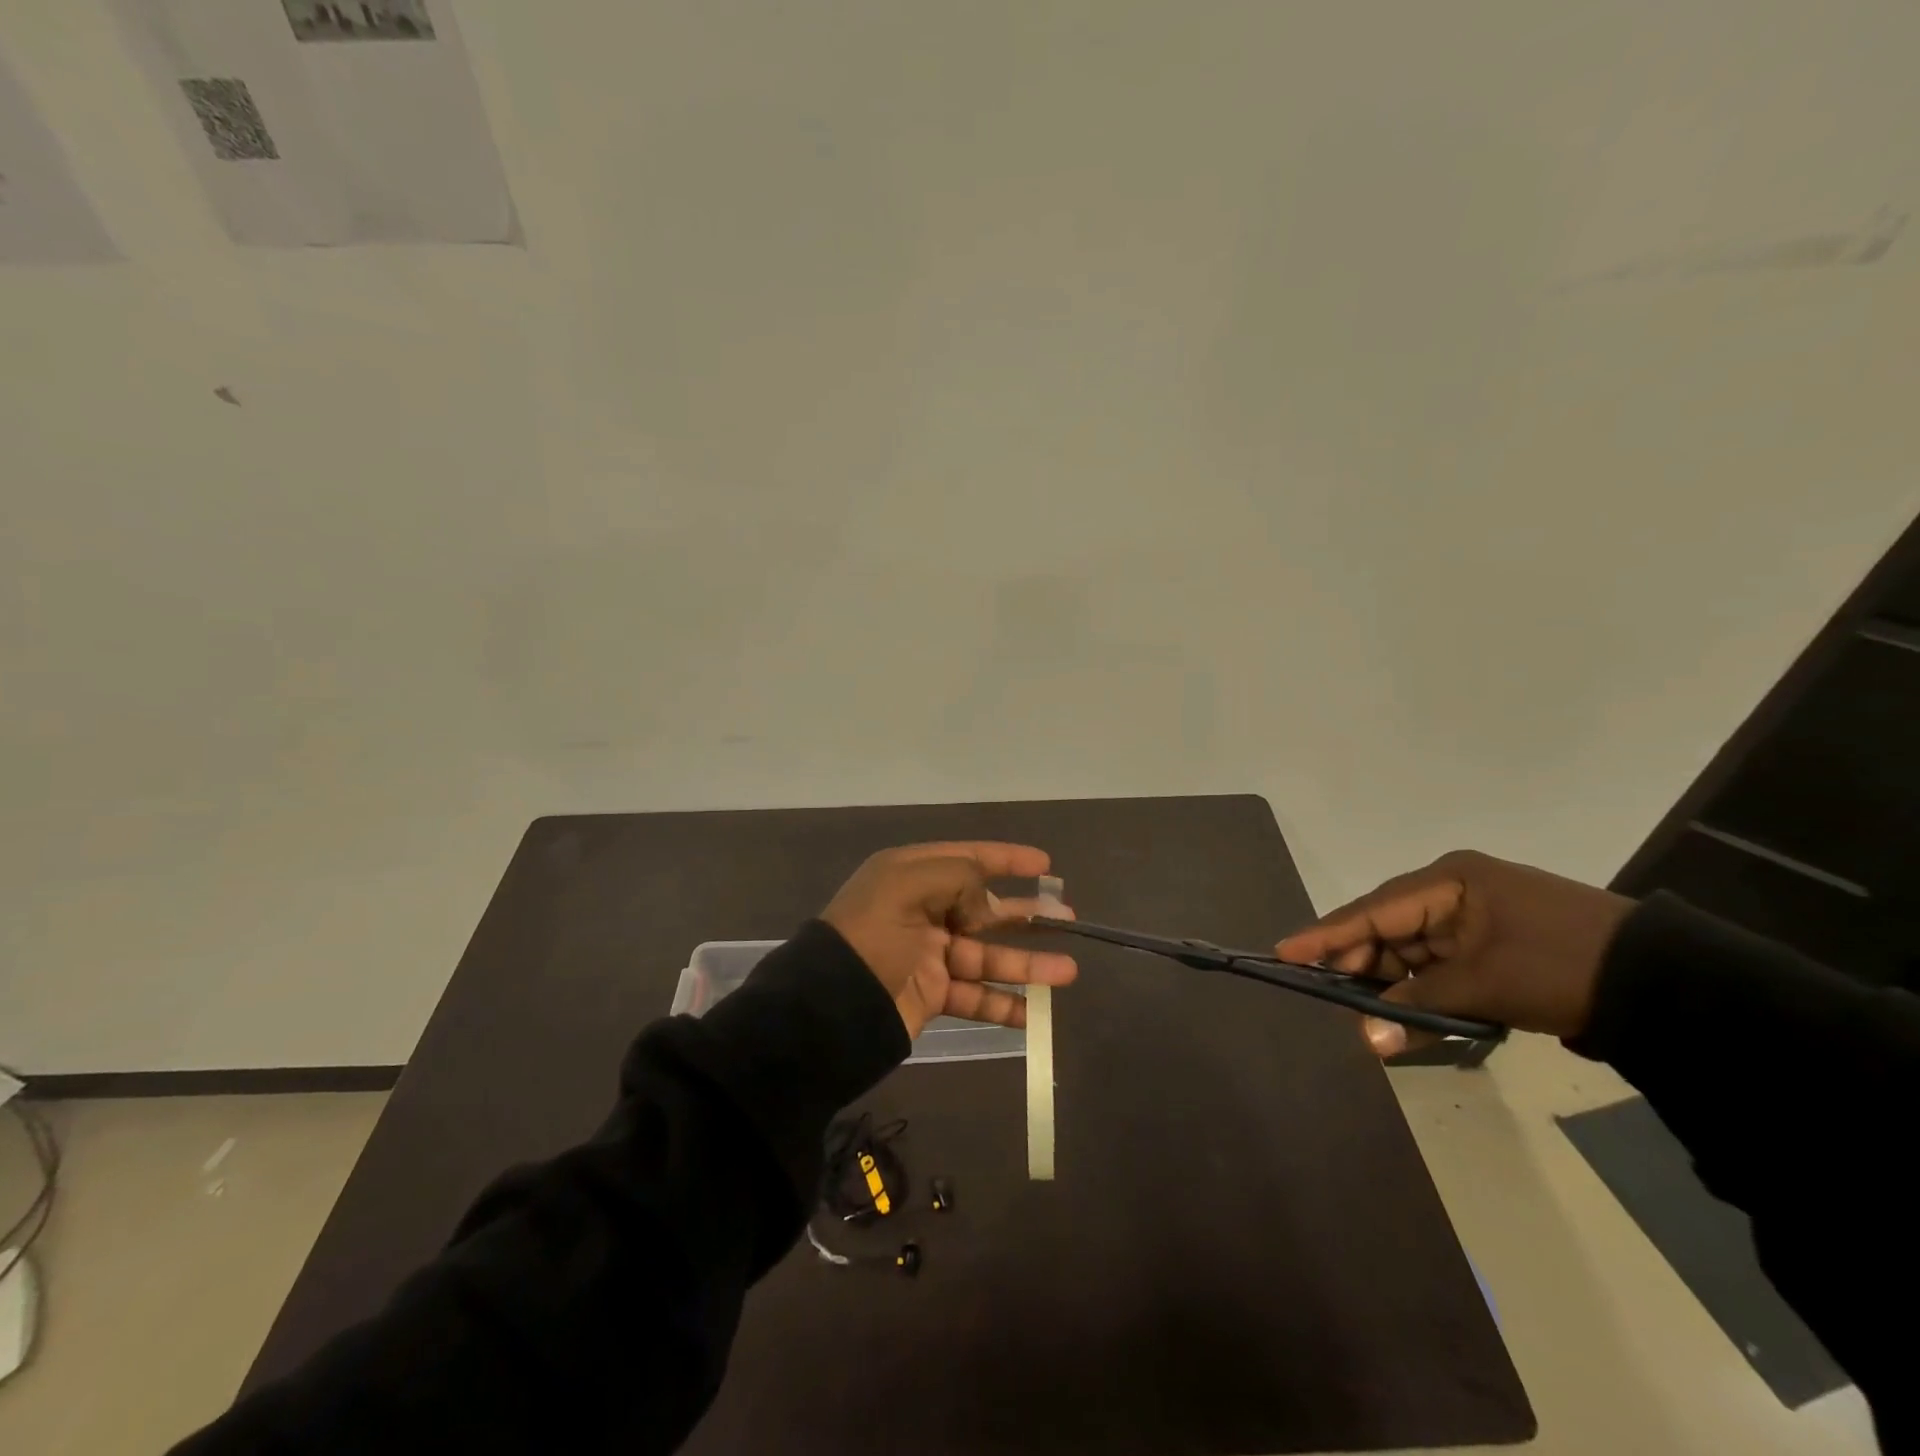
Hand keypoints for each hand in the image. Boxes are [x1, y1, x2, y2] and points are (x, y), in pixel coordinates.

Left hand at [821, 842, 1078, 1038]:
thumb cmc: (871, 933)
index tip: (1045, 863)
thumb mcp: (908, 885)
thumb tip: (988, 902)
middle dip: (1025, 913)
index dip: (1006, 859)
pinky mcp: (930, 994)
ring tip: (1069, 970)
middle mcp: (922, 910)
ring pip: (988, 955)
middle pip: (984, 908)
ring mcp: (928, 955)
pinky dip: (1004, 1004)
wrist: (828, 1006)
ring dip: (1028, 963)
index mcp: (911, 875)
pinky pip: (975, 997)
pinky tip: (1035, 1012)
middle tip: (1067, 917)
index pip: (967, 859)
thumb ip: (959, 878)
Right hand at [1274, 849, 1635, 1055]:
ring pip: (1413, 946)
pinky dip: (1423, 985)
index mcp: (1450, 881)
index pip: (1372, 909)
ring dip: (1393, 980)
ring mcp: (1476, 914)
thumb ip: (1418, 1006)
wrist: (1666, 984)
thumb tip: (1367, 1039)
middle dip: (1360, 963)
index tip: (1285, 951)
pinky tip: (1408, 1009)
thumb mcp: (1484, 986)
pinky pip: (1440, 960)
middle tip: (1330, 993)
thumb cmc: (1562, 967)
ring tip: (1369, 1011)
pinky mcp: (1494, 940)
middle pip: (1388, 926)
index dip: (1327, 934)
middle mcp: (1455, 889)